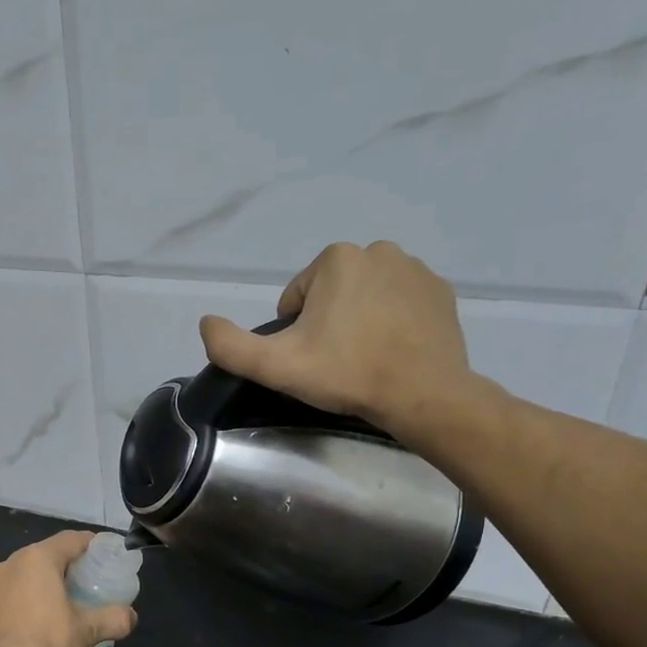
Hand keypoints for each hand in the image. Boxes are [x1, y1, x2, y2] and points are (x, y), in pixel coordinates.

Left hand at [0, 531, 137, 646]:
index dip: (91, 544)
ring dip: (40, 583)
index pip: (70, 539)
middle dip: (65, 565)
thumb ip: (113, 619)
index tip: (105, 554)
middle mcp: (10, 563)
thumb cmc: (47, 641)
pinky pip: (7, 594)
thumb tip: (131, 617)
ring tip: (58, 602)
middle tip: (85, 581)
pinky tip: (31, 621)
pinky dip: (22, 600)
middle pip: (45, 555)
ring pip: (22, 575)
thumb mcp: (87, 631)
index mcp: (38, 558)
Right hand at [197, 241, 495, 443]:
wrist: (423, 395)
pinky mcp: (441, 291)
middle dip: (328, 324)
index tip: (311, 360)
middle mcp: (378, 251)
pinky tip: (393, 352)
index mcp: (336, 259)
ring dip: (359, 322)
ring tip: (365, 359)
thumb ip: (230, 346)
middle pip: (331, 295)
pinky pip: (400, 304)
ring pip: (365, 297)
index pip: (296, 299)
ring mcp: (415, 269)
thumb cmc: (347, 374)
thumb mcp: (276, 366)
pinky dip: (391, 323)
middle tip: (336, 363)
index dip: (294, 334)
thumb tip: (206, 322)